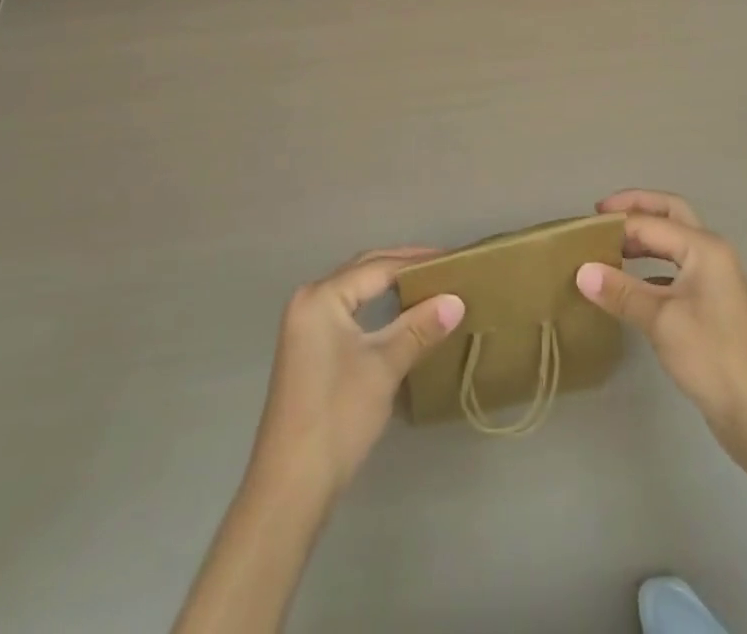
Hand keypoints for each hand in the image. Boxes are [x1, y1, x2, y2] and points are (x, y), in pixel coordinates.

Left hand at [247, 247, 465, 501]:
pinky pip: (348, 312)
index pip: (377, 267)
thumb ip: (419, 328)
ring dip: (389, 286)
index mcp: (321, 296)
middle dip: (402, 267)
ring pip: (355, 292)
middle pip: (363, 272)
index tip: (453, 259)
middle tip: (444, 267)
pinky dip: (375, 308)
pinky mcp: (309, 350)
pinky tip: (399, 316)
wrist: (291, 487)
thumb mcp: (384, 367)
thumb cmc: (337, 416)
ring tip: (428, 286)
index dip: (417, 261)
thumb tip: (456, 300)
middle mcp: (309, 301)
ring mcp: (305, 327)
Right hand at [575, 190, 746, 475]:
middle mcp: (712, 254)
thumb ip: (621, 292)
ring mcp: (715, 281)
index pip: (650, 223)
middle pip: (670, 214)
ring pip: (674, 244)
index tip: (580, 231)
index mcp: (704, 247)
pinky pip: (676, 271)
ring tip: (609, 248)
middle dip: (636, 210)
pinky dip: (651, 269)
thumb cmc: (714, 357)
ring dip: (643, 240)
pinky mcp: (712, 306)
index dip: (615, 224)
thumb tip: (581, 271)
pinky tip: (630, 286)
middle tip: (600, 216)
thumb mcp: (661, 321)